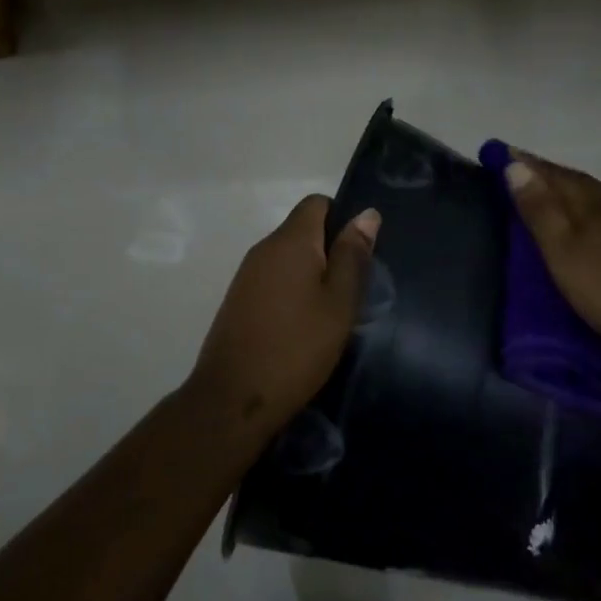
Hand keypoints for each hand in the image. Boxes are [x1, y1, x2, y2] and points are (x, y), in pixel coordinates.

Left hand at [189, 195, 380, 425]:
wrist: (234, 398)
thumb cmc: (298, 347)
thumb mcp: (339, 303)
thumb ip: (353, 256)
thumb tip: (367, 213)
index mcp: (290, 241)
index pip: (316, 203)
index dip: (343, 218)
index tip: (360, 253)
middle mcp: (263, 248)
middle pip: (302, 231)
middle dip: (330, 251)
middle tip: (354, 289)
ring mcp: (246, 275)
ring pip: (288, 258)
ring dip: (312, 274)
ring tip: (332, 312)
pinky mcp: (238, 300)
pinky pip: (273, 280)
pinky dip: (292, 292)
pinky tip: (304, 326)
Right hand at [501, 149, 600, 367]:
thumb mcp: (562, 251)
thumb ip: (540, 210)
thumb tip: (516, 167)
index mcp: (592, 201)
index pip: (553, 173)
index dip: (526, 163)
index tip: (503, 152)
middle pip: (578, 182)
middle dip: (549, 175)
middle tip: (523, 173)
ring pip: (600, 198)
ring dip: (574, 194)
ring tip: (554, 199)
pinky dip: (596, 215)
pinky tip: (596, 228)